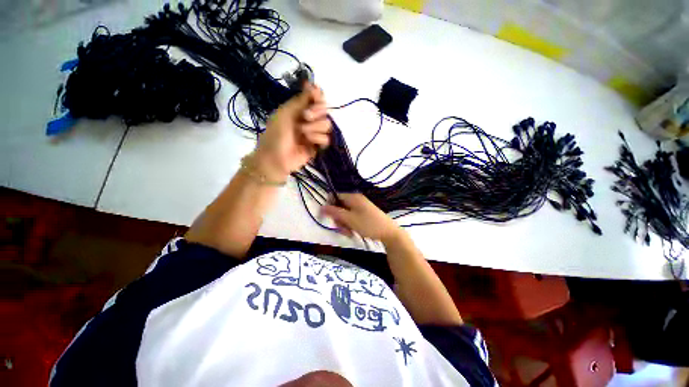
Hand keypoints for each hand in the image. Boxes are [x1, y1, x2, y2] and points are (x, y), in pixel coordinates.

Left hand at [254, 83, 330, 180]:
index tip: (316, 95)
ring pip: (327, 124)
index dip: (318, 96)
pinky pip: (326, 139)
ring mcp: (314, 133)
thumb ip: (301, 100)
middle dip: (317, 112)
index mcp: (299, 109)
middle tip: (306, 116)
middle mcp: (308, 120)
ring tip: (303, 132)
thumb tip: (313, 85)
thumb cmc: (276, 133)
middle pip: (324, 110)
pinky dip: (318, 139)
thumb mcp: (285, 113)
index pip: (315, 99)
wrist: (276, 158)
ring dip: (315, 127)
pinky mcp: (317, 146)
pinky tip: (309, 142)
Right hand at [321, 193, 402, 242]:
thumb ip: (335, 212)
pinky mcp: (363, 214)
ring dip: (344, 224)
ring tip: (349, 233)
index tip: (329, 218)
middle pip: (339, 206)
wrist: (389, 232)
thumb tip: (321, 207)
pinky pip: (352, 218)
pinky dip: (350, 225)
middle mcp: (355, 200)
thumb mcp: (349, 219)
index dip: (329, 206)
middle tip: (342, 229)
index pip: (334, 196)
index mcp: (352, 197)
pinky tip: (353, 232)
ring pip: (345, 214)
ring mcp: (360, 207)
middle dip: (338, 218)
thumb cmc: (368, 224)